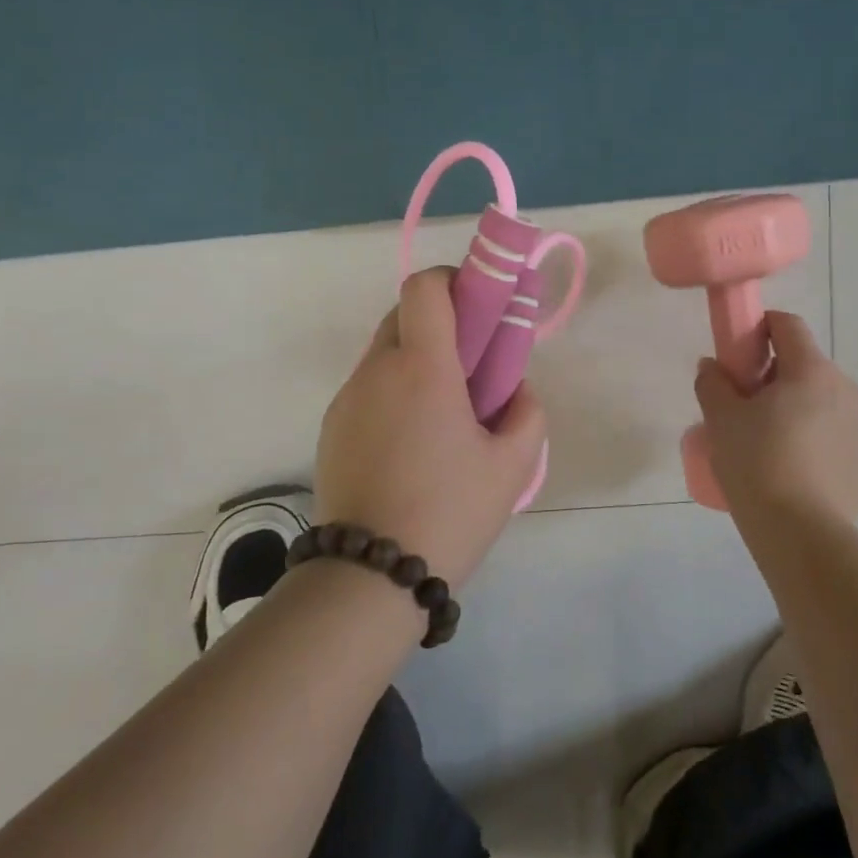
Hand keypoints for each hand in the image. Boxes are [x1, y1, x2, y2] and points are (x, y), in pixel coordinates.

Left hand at [315, 267, 545, 587]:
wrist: (369, 577)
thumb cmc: (450, 512)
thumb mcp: (512, 465)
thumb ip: (526, 412)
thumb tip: (513, 390)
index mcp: (422, 367)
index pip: (425, 287)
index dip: (454, 281)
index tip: (481, 307)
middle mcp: (376, 370)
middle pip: (403, 314)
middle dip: (440, 321)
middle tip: (472, 362)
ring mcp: (347, 399)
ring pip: (383, 352)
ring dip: (416, 357)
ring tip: (444, 409)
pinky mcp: (331, 428)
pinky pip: (368, 387)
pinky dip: (393, 390)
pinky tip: (412, 441)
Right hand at [693, 312, 857, 523]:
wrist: (802, 534)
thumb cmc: (757, 464)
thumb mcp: (721, 420)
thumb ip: (712, 383)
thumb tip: (712, 367)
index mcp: (811, 370)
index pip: (787, 325)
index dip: (758, 329)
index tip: (736, 355)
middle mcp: (844, 389)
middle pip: (804, 364)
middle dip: (772, 375)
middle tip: (742, 406)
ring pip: (820, 400)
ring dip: (793, 407)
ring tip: (764, 443)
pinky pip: (832, 433)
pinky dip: (811, 437)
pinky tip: (789, 469)